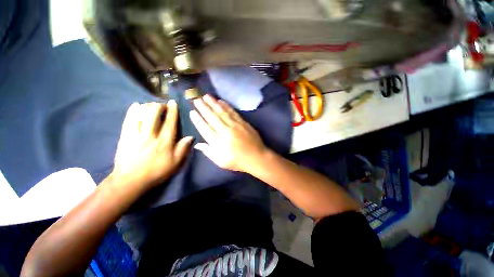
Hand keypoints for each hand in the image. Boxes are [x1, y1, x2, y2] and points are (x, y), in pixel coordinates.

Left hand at [112, 101, 192, 188]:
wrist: (130, 180)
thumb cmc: (156, 171)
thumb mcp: (175, 162)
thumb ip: (183, 148)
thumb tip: (191, 137)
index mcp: (164, 141)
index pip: (170, 122)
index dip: (172, 110)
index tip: (173, 102)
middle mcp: (150, 135)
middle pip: (153, 114)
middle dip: (158, 106)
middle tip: (162, 105)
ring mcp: (136, 135)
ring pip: (140, 114)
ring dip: (147, 106)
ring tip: (151, 105)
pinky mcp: (125, 136)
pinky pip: (128, 120)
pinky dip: (132, 111)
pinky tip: (135, 105)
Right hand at [190, 94, 267, 172]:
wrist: (257, 157)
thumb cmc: (237, 161)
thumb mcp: (221, 161)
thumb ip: (208, 151)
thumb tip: (197, 144)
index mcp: (218, 141)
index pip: (204, 128)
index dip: (197, 119)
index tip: (192, 112)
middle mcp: (225, 130)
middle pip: (212, 117)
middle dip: (203, 107)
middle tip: (196, 99)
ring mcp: (235, 125)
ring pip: (222, 112)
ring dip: (213, 103)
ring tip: (206, 96)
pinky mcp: (243, 122)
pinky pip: (232, 112)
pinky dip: (226, 106)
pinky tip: (221, 101)